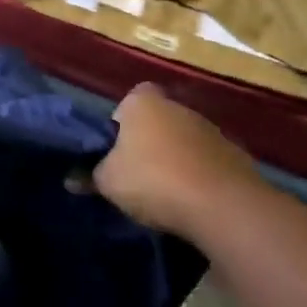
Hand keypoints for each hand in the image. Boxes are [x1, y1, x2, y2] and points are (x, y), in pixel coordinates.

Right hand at [88, 83, 258, 238]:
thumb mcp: (108, 182)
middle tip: (136, 174)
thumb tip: (71, 179)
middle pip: (156, 121)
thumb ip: (89, 176)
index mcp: (143, 103)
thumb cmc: (153, 179)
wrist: (221, 205)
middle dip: (148, 143)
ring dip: (176, 159)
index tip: (116, 151)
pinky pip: (207, 162)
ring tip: (166, 193)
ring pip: (183, 141)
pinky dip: (200, 176)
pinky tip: (192, 202)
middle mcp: (177, 106)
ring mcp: (210, 129)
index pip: (127, 101)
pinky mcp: (235, 154)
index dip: (120, 124)